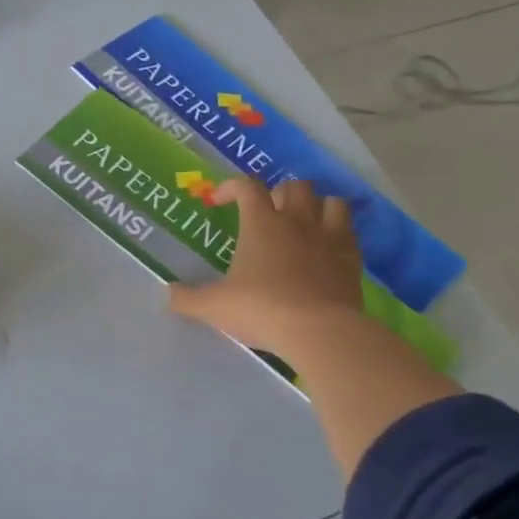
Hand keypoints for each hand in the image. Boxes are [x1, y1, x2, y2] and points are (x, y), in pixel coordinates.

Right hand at [169, 178, 365, 363]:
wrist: (319, 331)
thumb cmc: (261, 309)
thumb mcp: (215, 306)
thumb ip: (188, 298)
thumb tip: (166, 293)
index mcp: (261, 223)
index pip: (247, 186)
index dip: (231, 187)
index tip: (219, 201)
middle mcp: (297, 221)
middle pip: (294, 186)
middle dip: (279, 193)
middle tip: (268, 214)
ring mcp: (329, 237)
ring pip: (330, 201)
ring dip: (316, 205)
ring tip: (305, 222)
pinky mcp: (351, 259)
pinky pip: (350, 232)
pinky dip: (340, 233)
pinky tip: (329, 248)